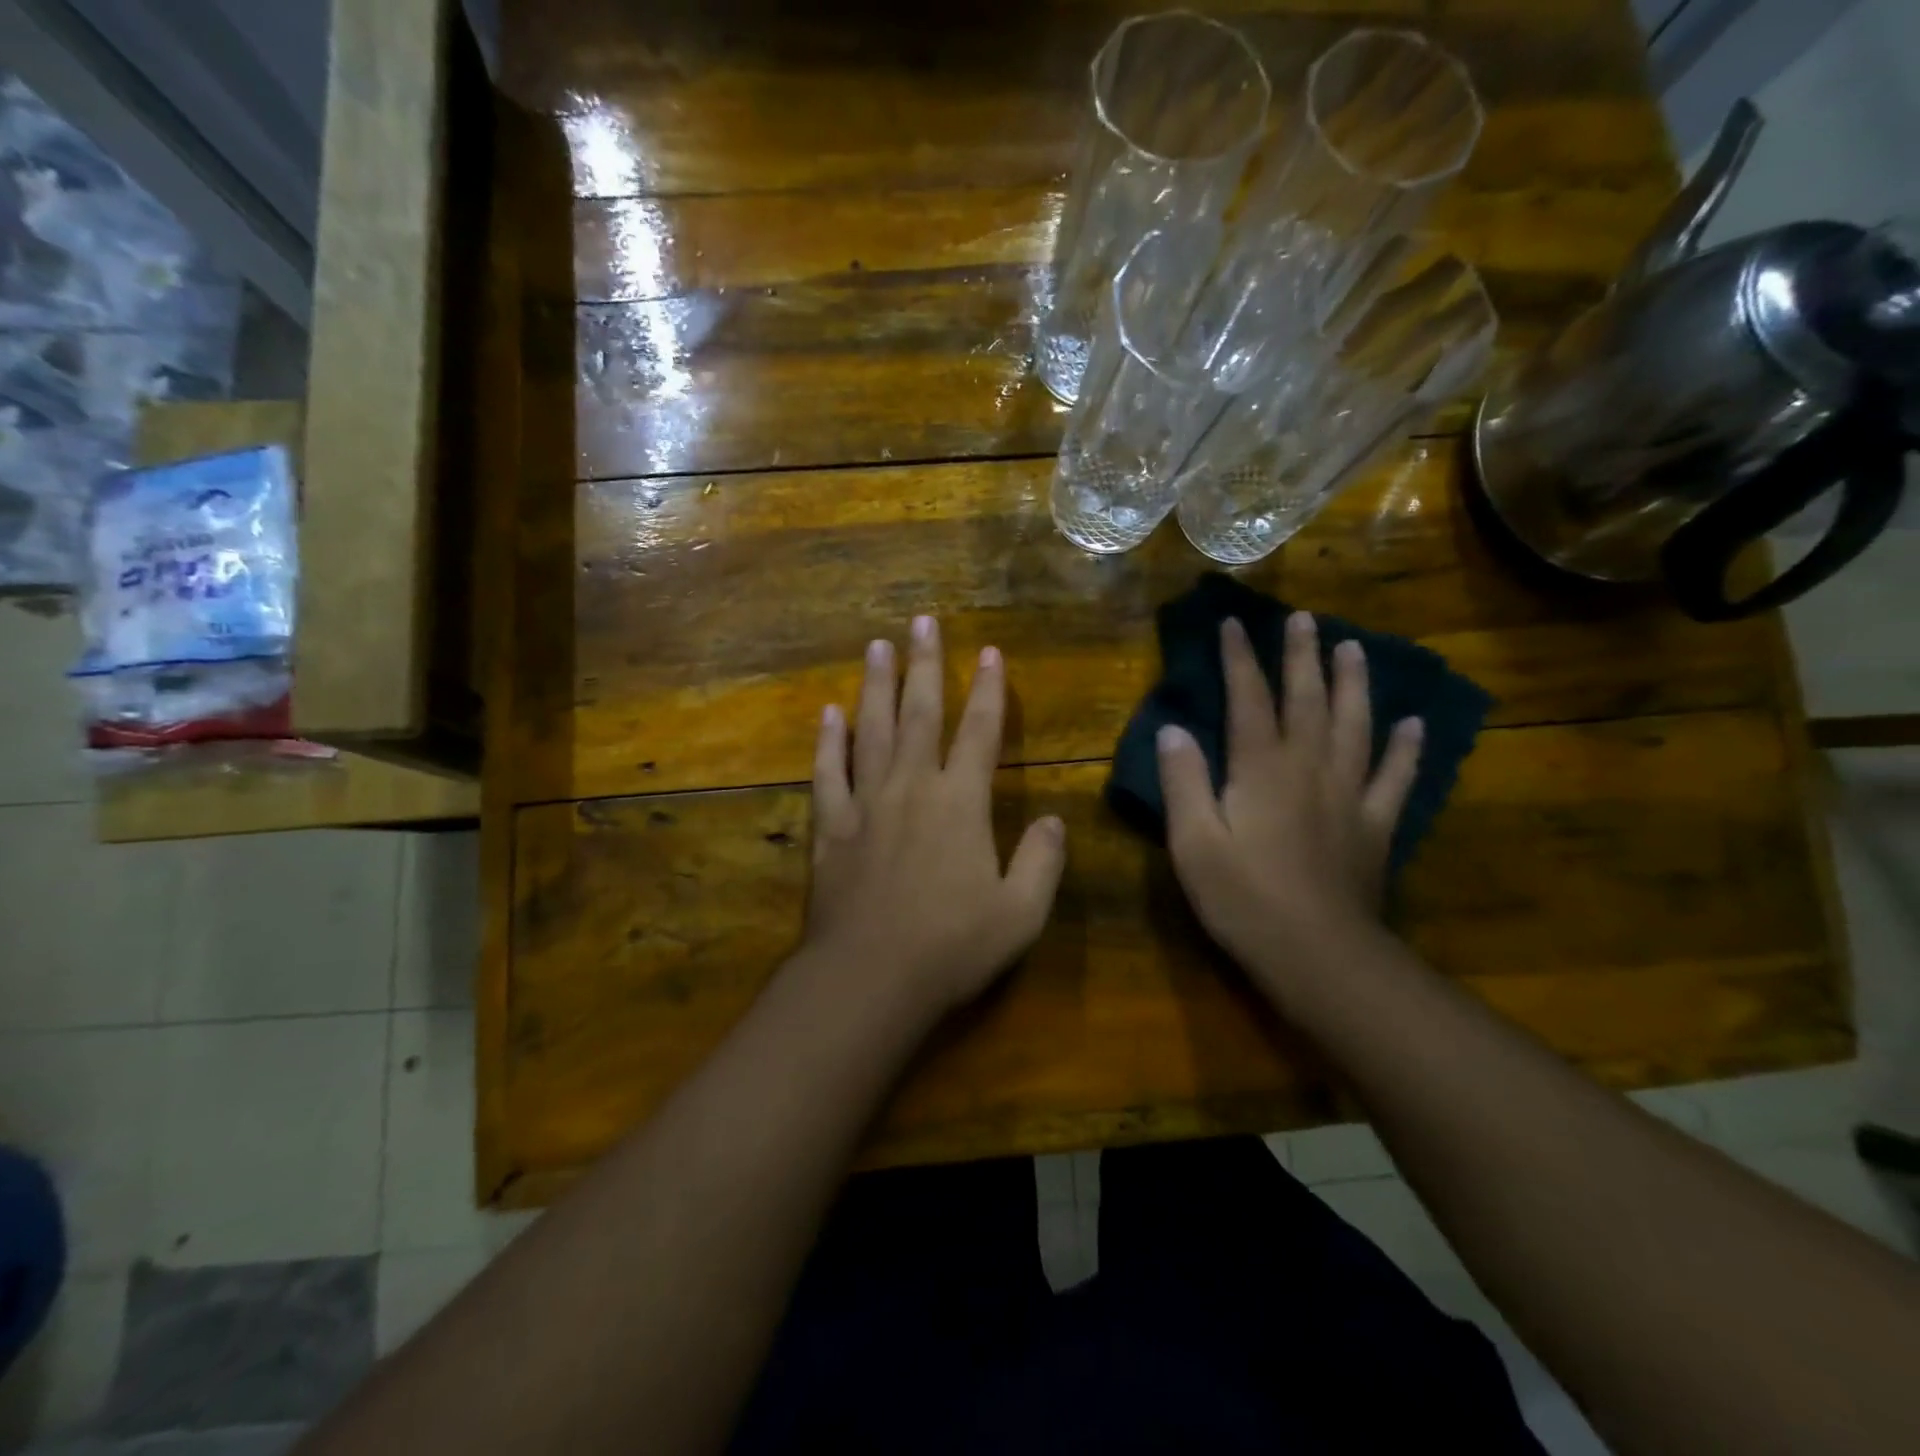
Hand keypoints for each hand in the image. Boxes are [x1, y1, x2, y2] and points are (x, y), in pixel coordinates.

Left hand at [803, 615, 1066, 1016]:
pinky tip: (829, 713)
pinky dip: (829, 740)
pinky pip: (828, 772)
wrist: (869, 977)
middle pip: (920, 713)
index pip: (981, 732)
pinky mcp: (831, 826)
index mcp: (961, 803)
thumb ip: (1042, 862)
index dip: (989, 690)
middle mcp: (913, 788)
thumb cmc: (952, 947)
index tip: (990, 652)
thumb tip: (1054, 820)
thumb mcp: (1020, 914)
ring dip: (876, 686)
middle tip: (922, 621)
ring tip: (877, 646)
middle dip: (925, 664)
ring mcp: (866, 803)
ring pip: (872, 730)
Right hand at [1157, 612, 1422, 977]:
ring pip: (1355, 725)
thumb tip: (1174, 729)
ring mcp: (1349, 794)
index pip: (1248, 700)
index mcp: (1260, 770)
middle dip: (1301, 657)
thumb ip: (1184, 782)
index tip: (1234, 624)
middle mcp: (1309, 768)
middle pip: (1307, 700)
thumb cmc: (1244, 899)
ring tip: (1354, 648)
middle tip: (1304, 619)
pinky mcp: (1375, 825)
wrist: (1319, 955)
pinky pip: (1395, 777)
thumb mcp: (1194, 843)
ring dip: (1354, 684)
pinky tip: (1414, 724)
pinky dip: (1406, 748)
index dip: (1240, 660)